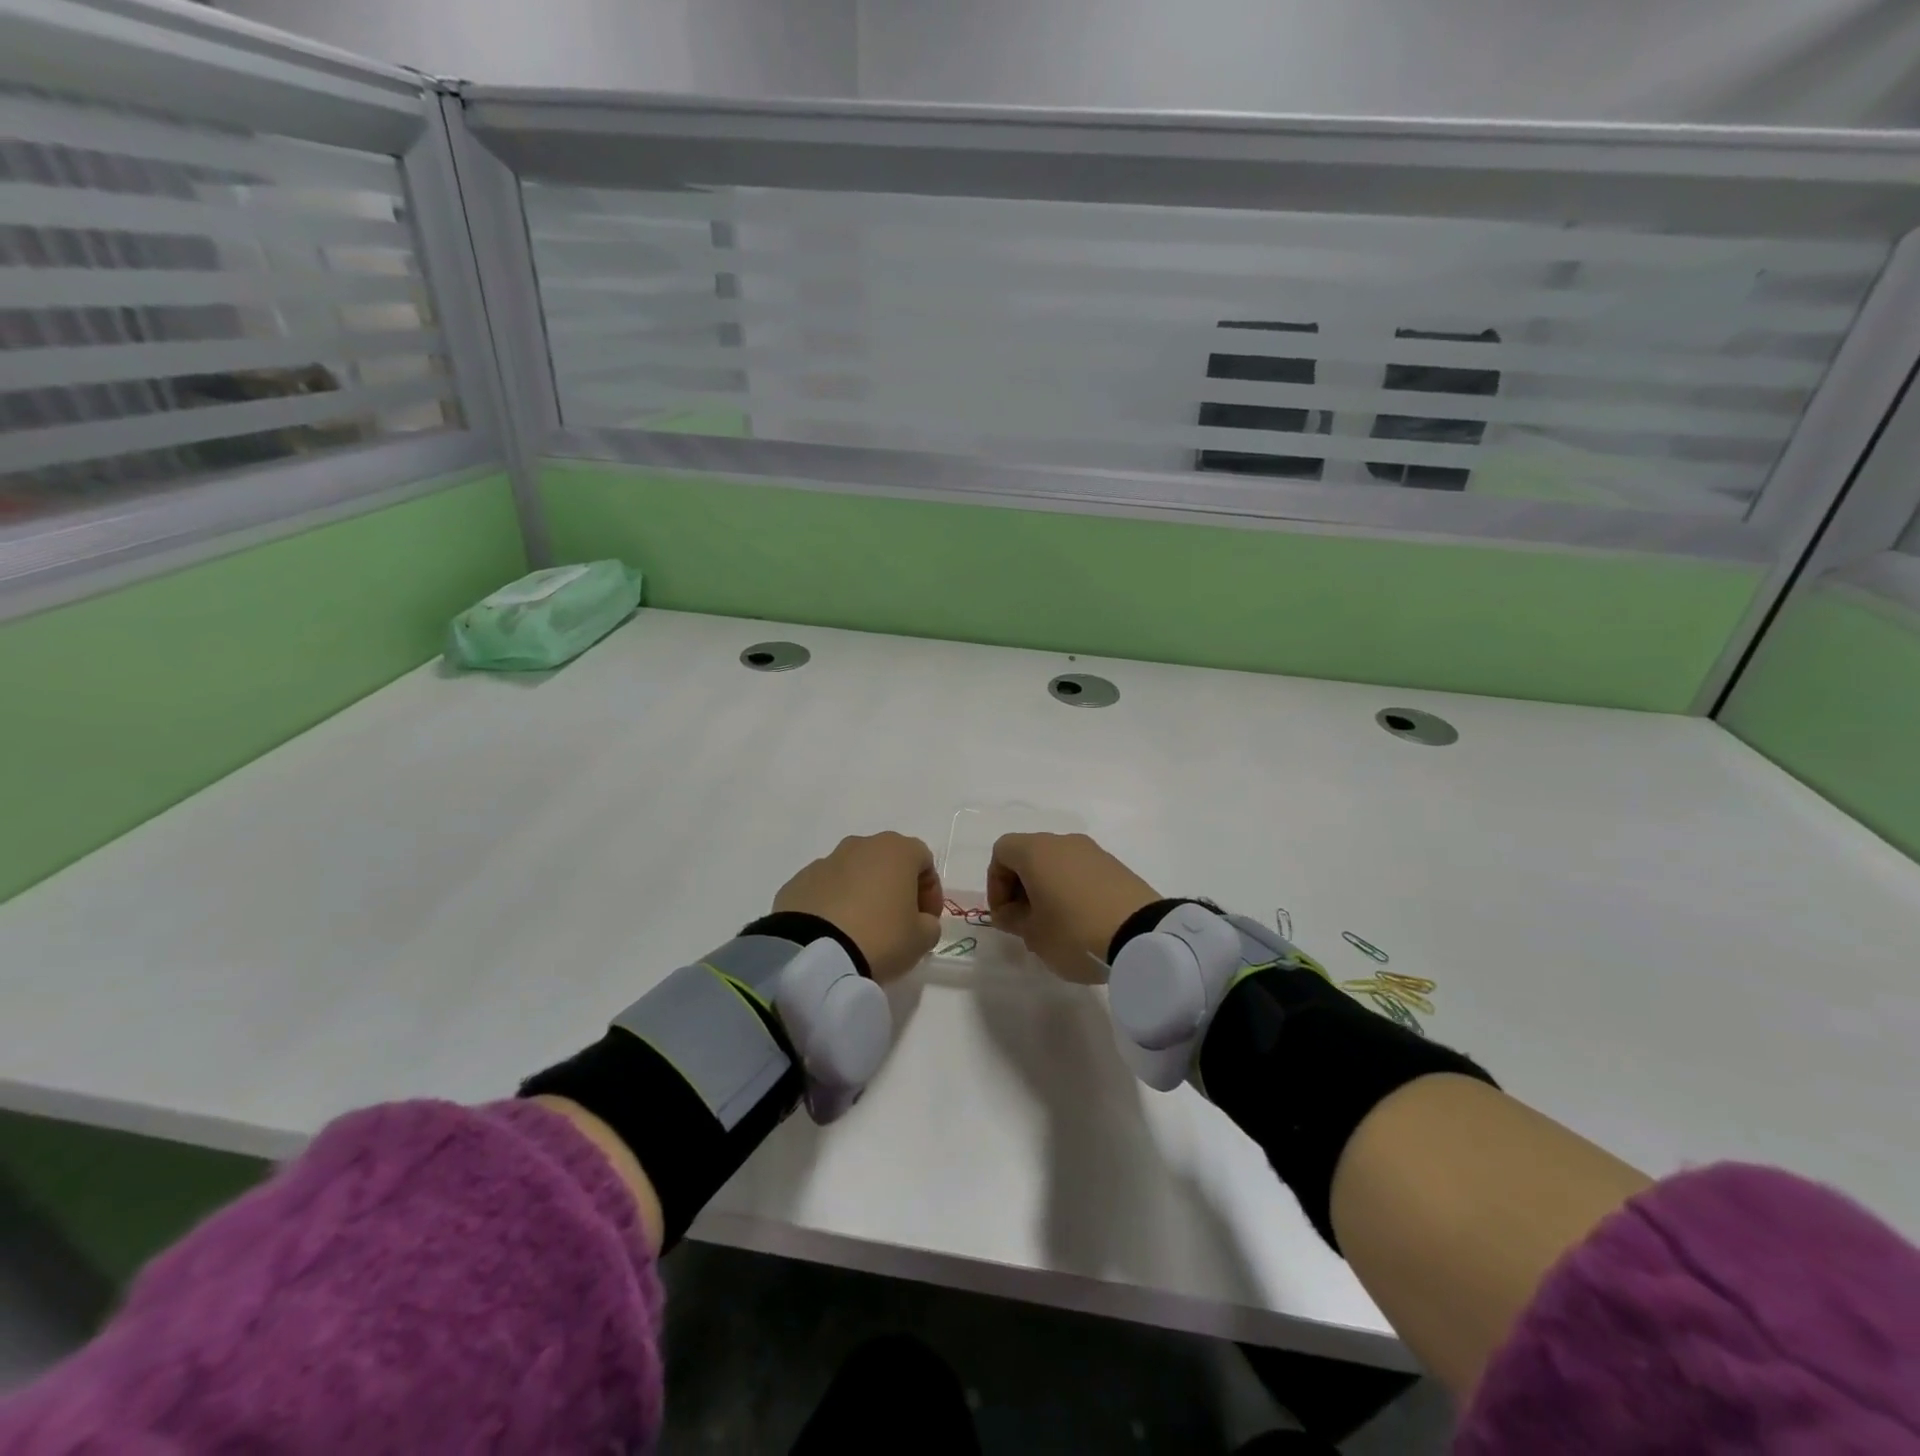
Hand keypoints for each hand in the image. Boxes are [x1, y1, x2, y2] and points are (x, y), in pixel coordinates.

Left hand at [773, 832, 943, 983]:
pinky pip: (826, 889)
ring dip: (862, 893)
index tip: (927, 920)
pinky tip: (833, 932)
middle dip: (895, 888)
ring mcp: (825, 861)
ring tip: (861, 930)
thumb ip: (929, 925)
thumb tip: (920, 922)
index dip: (930, 891)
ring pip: (854, 873)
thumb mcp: (921, 939)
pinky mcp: (798, 881)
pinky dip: (834, 904)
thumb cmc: (880, 938)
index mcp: (895, 850)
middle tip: (897, 922)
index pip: (924, 860)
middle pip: (887, 861)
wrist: (813, 954)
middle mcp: (860, 845)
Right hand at [987, 833, 1159, 983]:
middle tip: (1025, 923)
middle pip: (1029, 855)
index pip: (1002, 851)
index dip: (995, 882)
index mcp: (1037, 851)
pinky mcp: (1116, 867)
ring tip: (1054, 926)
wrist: (1142, 936)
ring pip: (1057, 864)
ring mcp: (1094, 852)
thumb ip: (1013, 919)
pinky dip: (1072, 890)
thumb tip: (1010, 912)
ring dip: (1047, 889)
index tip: (1005, 915)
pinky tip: (1081, 922)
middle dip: (1020, 887)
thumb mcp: (1033, 935)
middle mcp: (1064, 842)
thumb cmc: (1074, 932)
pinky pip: (1081, 872)